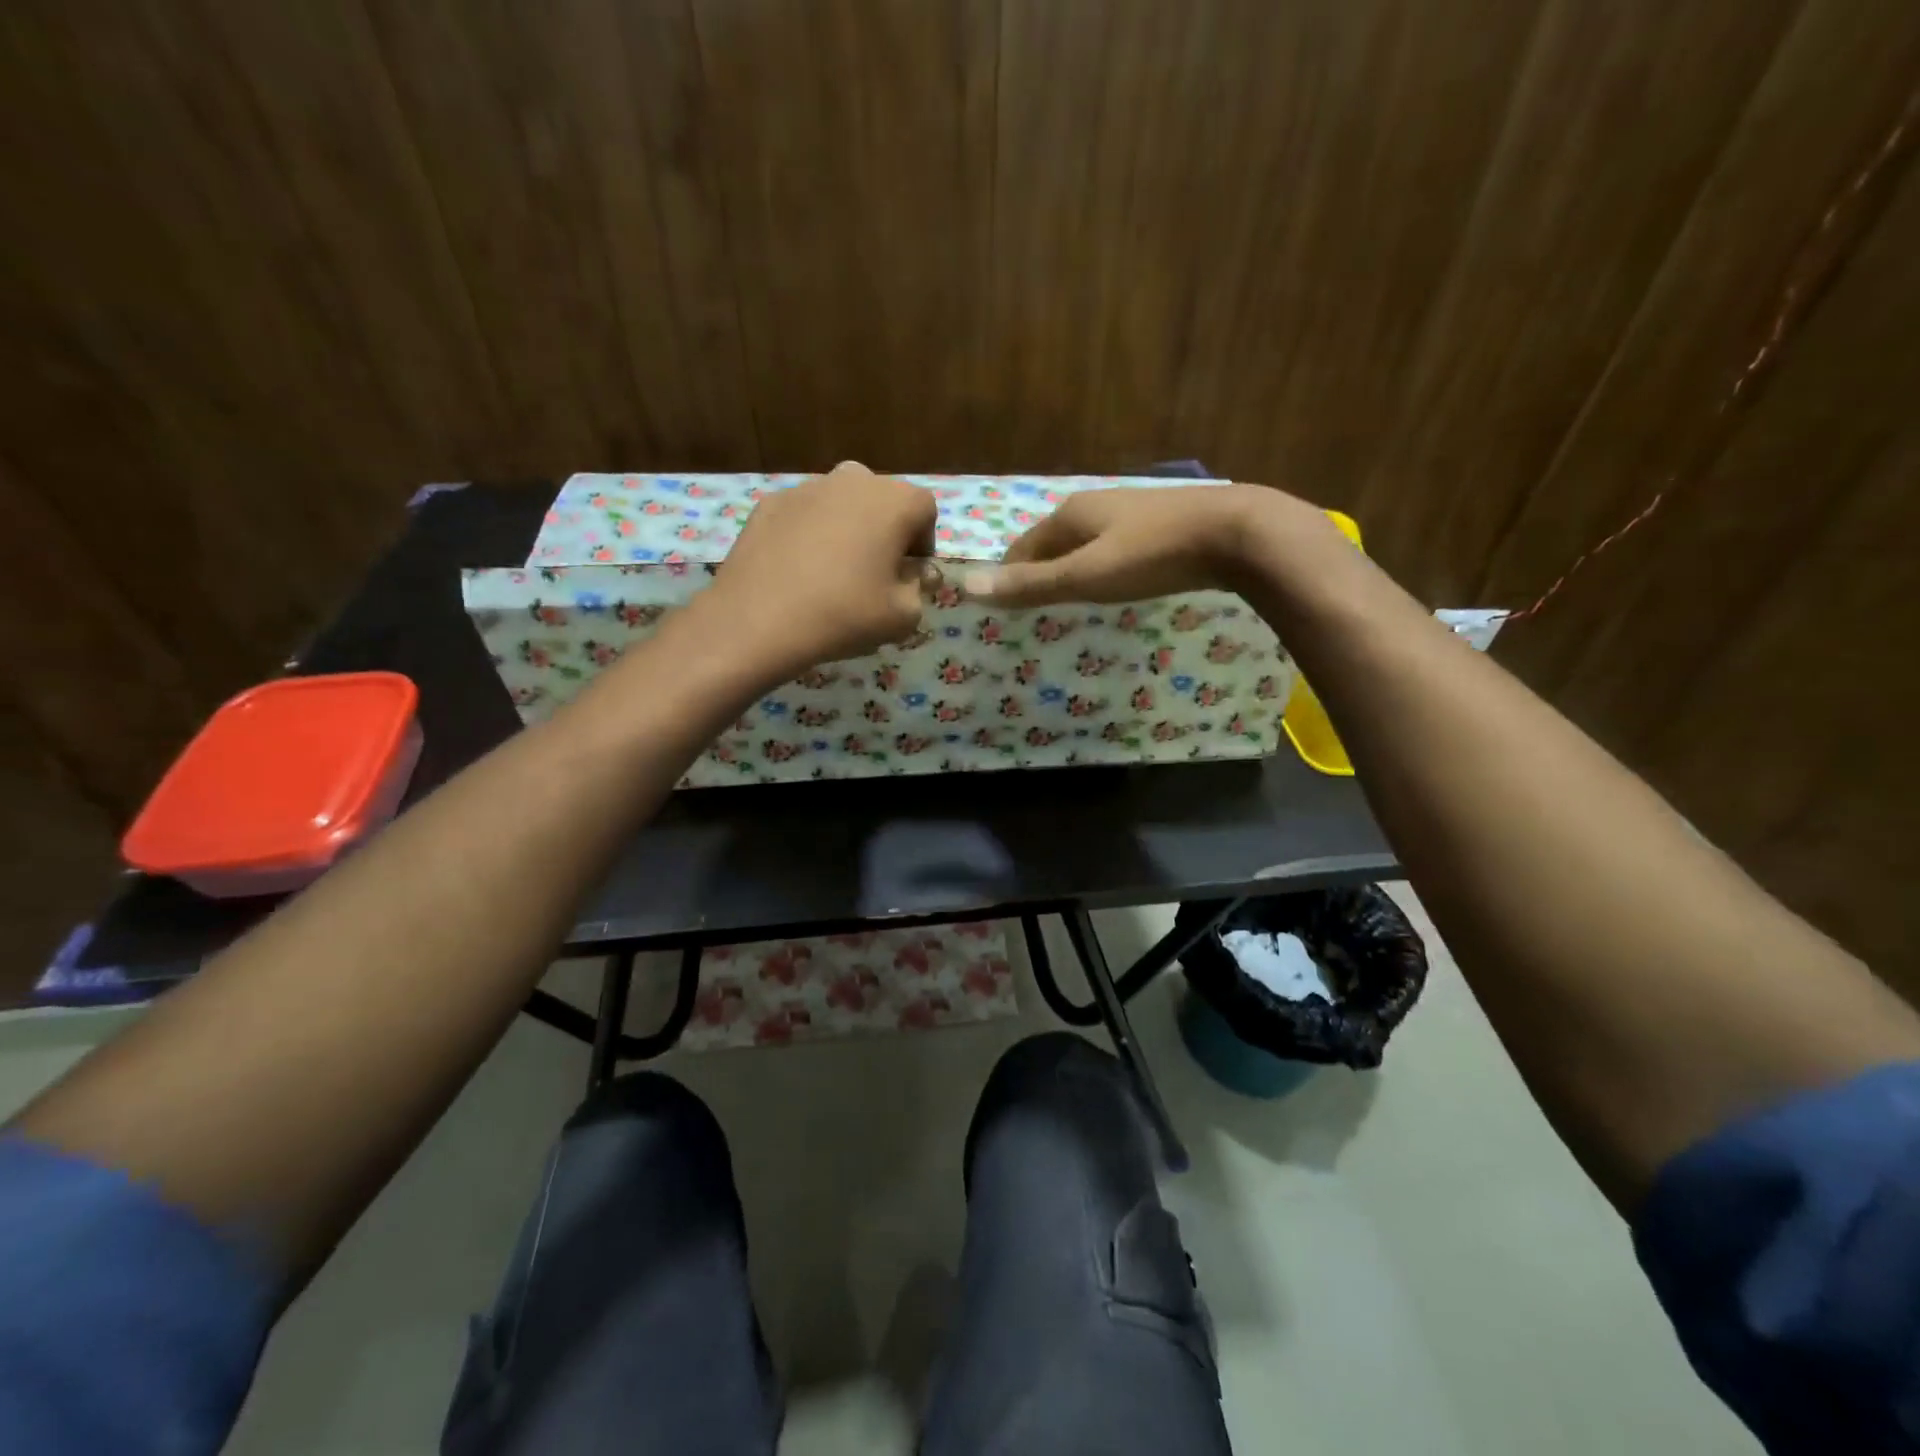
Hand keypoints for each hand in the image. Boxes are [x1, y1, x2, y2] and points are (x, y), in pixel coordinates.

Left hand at [702, 461, 936, 672]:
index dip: (923, 543)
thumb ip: (919, 588)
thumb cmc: (845, 614)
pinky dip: (809, 535)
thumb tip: (915, 574)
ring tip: (833, 573)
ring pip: (841, 503)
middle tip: (874, 573)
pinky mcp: (770, 502)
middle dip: (886, 531)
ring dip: (847, 529)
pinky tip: (798, 571)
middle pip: (882, 500)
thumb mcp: (903, 616)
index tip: (910, 575)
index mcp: (894, 501)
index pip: (925, 510)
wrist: (759, 619)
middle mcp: (853, 480)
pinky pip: (804, 515)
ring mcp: (807, 487)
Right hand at [962, 483, 1323, 606]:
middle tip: (1029, 613)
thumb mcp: (1086, 575)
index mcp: (1070, 513)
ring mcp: (1130, 512)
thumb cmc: (1152, 555)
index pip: (1021, 547)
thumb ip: (1031, 584)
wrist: (1237, 533)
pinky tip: (1112, 586)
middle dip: (1037, 574)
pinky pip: (1113, 549)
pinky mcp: (1158, 525)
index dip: (1007, 576)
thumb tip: (966, 587)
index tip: (1000, 609)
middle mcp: (1095, 505)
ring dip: (1069, 572)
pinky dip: (1100, 569)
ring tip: (1065, 605)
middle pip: (1052, 544)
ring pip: (1084, 545)